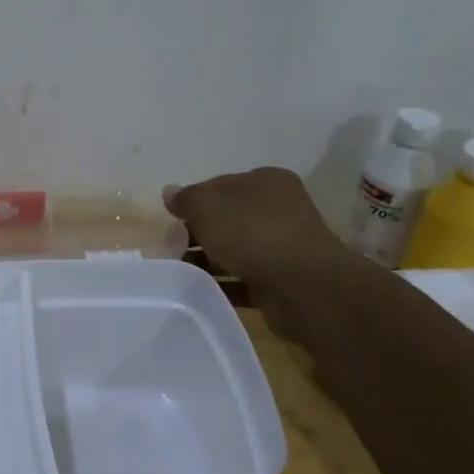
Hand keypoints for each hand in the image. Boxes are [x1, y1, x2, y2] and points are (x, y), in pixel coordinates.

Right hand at [164, 168, 352, 343]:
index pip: (220, 185)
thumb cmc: (252, 232)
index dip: (194, 202)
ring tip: (180, 273)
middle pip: (228, 219)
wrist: (303, 286)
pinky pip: (245, 280)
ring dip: (209, 261)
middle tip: (172, 248)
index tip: (173, 221)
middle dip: (199, 233)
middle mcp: (279, 210)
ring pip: (236, 250)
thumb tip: (171, 193)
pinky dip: (224, 285)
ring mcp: (284, 246)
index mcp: (266, 182)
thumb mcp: (206, 205)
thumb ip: (186, 198)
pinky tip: (201, 292)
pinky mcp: (284, 280)